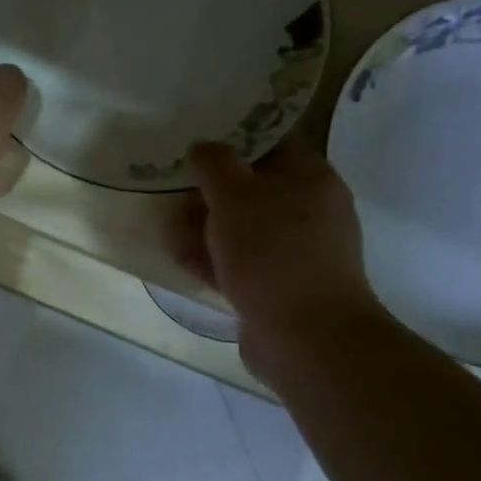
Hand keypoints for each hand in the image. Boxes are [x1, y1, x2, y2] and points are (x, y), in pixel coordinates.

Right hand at [174, 138, 379, 365]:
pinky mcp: (280, 287)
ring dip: (205, 229)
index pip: (270, 146)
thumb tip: (202, 148)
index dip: (230, 144)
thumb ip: (214, 164)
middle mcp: (310, 212)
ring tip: (168, 230)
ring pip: (242, 230)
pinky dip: (213, 260)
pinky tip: (181, 260)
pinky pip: (241, 264)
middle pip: (252, 190)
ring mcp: (297, 253)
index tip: (193, 150)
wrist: (305, 336)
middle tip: (172, 195)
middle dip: (208, 194)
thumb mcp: (234, 195)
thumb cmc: (272, 252)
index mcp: (311, 179)